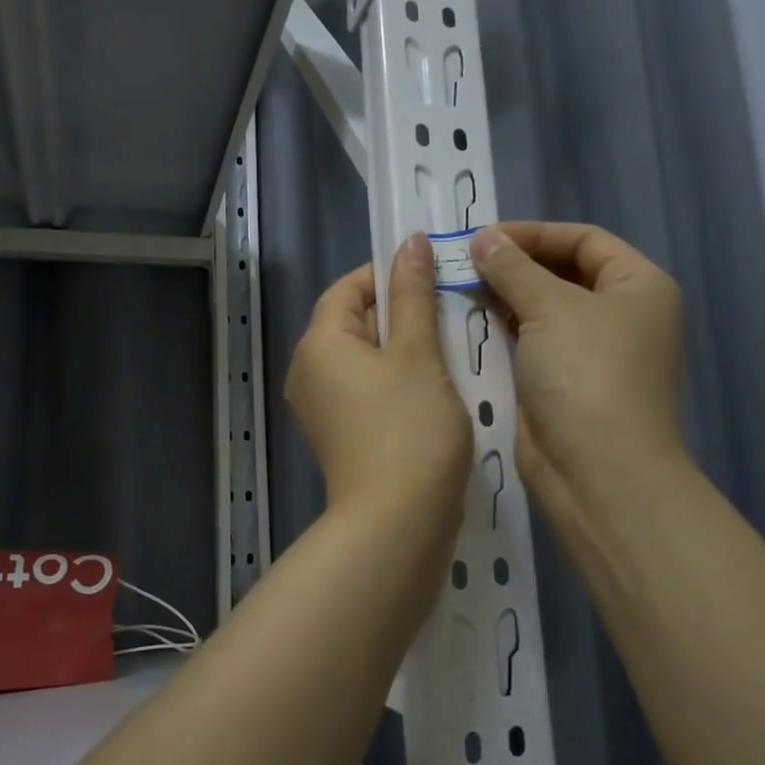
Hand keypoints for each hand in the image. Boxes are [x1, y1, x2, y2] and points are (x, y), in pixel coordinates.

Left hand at [287, 234, 472, 517]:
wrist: (398, 522)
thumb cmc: (409, 428)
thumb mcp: (418, 354)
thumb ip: (413, 295)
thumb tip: (410, 241)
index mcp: (320, 344)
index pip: (346, 289)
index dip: (386, 275)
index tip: (431, 275)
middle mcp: (310, 372)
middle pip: (354, 323)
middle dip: (402, 313)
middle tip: (452, 311)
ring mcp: (323, 409)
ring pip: (366, 359)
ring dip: (407, 349)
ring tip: (453, 347)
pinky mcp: (343, 436)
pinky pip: (369, 391)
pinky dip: (399, 381)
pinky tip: (439, 387)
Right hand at [469, 222, 688, 510]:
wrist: (598, 472)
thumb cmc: (587, 375)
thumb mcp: (551, 308)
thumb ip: (513, 268)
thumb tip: (484, 238)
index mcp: (639, 286)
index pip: (584, 239)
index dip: (534, 233)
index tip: (482, 238)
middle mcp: (621, 315)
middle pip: (562, 273)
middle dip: (514, 266)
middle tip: (463, 263)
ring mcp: (591, 353)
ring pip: (542, 310)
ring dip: (503, 298)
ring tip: (458, 288)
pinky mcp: (563, 384)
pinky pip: (530, 344)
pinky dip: (502, 331)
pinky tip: (468, 323)